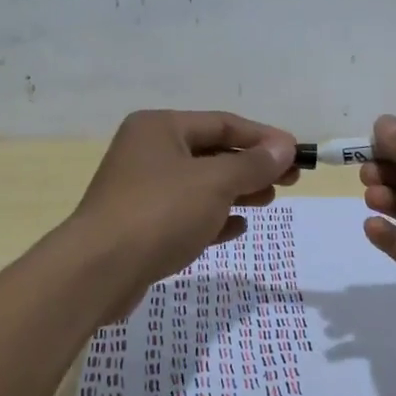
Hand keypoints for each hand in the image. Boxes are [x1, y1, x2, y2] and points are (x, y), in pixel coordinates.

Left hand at [74, 110, 298, 307]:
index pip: (222, 124)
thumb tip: (285, 146)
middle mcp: (148, 152)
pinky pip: (186, 214)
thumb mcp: (214, 183)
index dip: (263, 137)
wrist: (98, 272)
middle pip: (212, 153)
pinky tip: (237, 228)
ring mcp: (141, 190)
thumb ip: (253, 163)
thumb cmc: (160, 213)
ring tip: (268, 201)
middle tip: (290, 180)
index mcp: (160, 128)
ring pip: (200, 185)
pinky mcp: (140, 226)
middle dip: (252, 166)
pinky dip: (213, 218)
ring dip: (236, 191)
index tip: (296, 153)